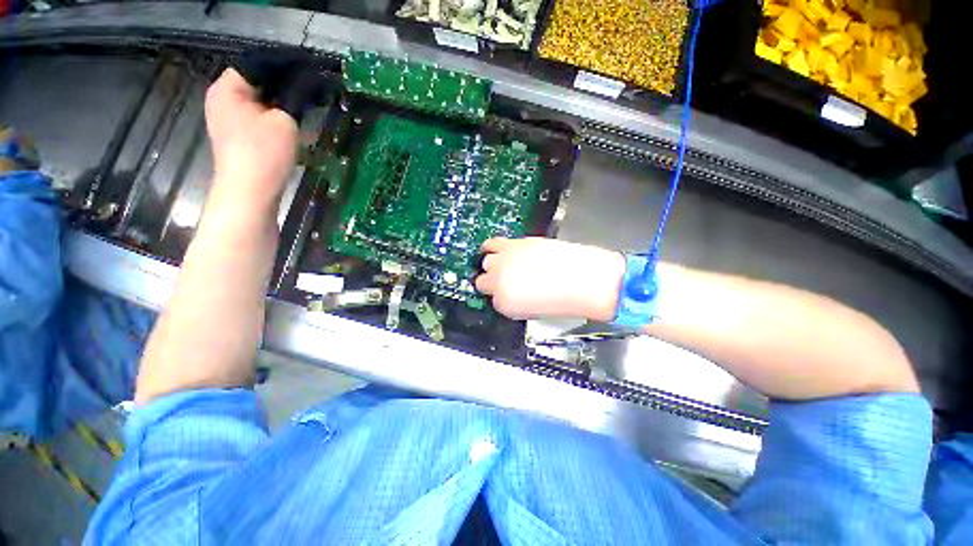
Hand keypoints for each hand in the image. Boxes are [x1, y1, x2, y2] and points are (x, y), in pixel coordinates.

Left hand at [204, 68, 298, 209]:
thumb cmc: (264, 153)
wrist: (249, 193)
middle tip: (309, 96)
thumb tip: (300, 92)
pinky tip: (293, 130)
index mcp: (227, 88)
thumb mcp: (285, 121)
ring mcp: (226, 121)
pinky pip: (257, 122)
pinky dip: (274, 122)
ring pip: (258, 105)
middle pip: (256, 85)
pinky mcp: (236, 139)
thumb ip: (292, 101)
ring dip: (280, 108)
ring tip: (305, 113)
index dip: (283, 69)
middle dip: (282, 90)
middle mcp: (221, 100)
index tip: (308, 76)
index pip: (255, 65)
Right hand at [475, 237, 624, 320]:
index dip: (501, 295)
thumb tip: (510, 291)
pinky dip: (491, 247)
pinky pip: (492, 244)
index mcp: (504, 304)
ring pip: (486, 261)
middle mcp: (499, 282)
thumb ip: (515, 301)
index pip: (493, 299)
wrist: (586, 280)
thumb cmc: (564, 301)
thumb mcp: (533, 310)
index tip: (508, 291)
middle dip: (493, 280)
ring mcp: (504, 261)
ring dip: (493, 263)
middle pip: (483, 280)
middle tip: (506, 278)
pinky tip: (495, 248)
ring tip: (502, 262)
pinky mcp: (513, 244)